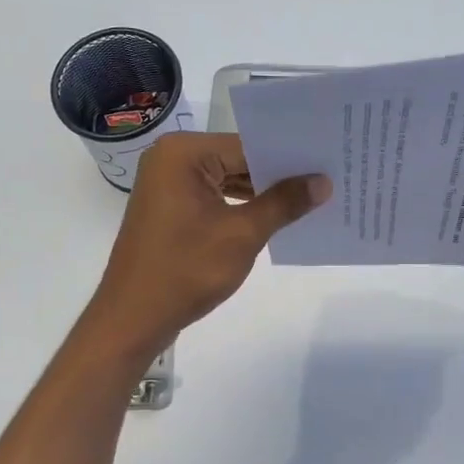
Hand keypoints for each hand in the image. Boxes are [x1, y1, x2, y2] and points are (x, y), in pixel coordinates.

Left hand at [83, 133, 329, 362]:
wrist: (134, 318)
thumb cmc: (186, 270)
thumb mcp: (243, 234)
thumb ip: (284, 203)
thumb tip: (324, 182)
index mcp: (183, 153)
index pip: (249, 145)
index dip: (290, 157)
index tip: (329, 163)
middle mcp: (171, 159)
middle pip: (238, 159)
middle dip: (278, 176)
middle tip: (328, 180)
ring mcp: (168, 184)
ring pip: (228, 179)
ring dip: (262, 193)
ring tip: (311, 199)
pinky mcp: (171, 208)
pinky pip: (215, 197)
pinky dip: (242, 207)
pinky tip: (276, 217)